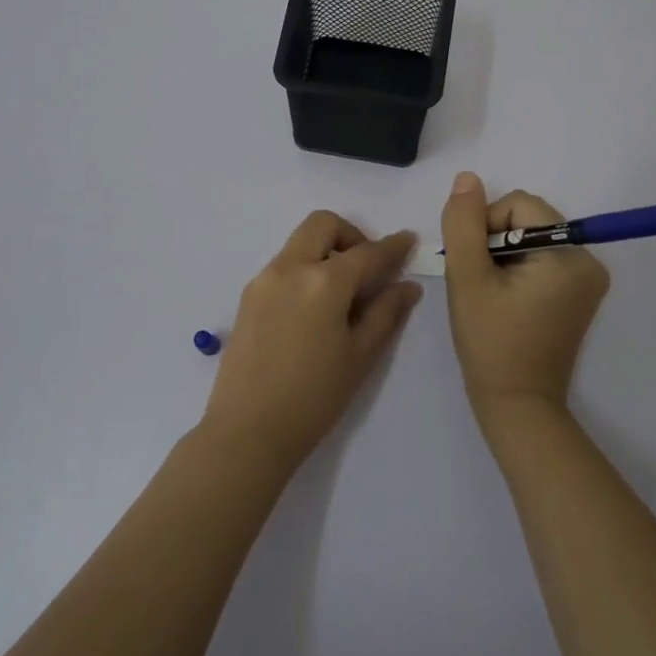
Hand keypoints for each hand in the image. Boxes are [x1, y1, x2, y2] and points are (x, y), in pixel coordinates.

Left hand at [201, 211, 421, 471]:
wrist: (247, 431)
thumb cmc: (314, 398)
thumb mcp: (360, 357)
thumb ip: (386, 313)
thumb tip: (406, 285)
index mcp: (323, 281)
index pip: (367, 253)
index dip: (392, 246)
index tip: (407, 240)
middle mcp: (290, 268)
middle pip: (323, 225)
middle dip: (351, 236)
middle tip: (367, 269)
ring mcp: (264, 279)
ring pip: (300, 243)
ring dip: (326, 252)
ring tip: (341, 295)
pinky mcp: (248, 296)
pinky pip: (283, 265)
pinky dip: (305, 269)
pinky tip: (314, 309)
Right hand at [440, 173, 609, 420]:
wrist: (516, 404)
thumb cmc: (490, 342)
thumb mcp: (468, 278)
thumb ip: (464, 224)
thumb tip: (467, 178)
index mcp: (569, 255)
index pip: (519, 206)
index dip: (485, 225)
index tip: (472, 264)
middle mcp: (588, 260)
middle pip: (527, 219)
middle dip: (494, 241)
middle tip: (478, 280)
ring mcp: (587, 279)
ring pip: (530, 237)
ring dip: (502, 255)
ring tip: (490, 292)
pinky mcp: (578, 293)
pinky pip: (541, 258)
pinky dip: (517, 268)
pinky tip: (503, 297)